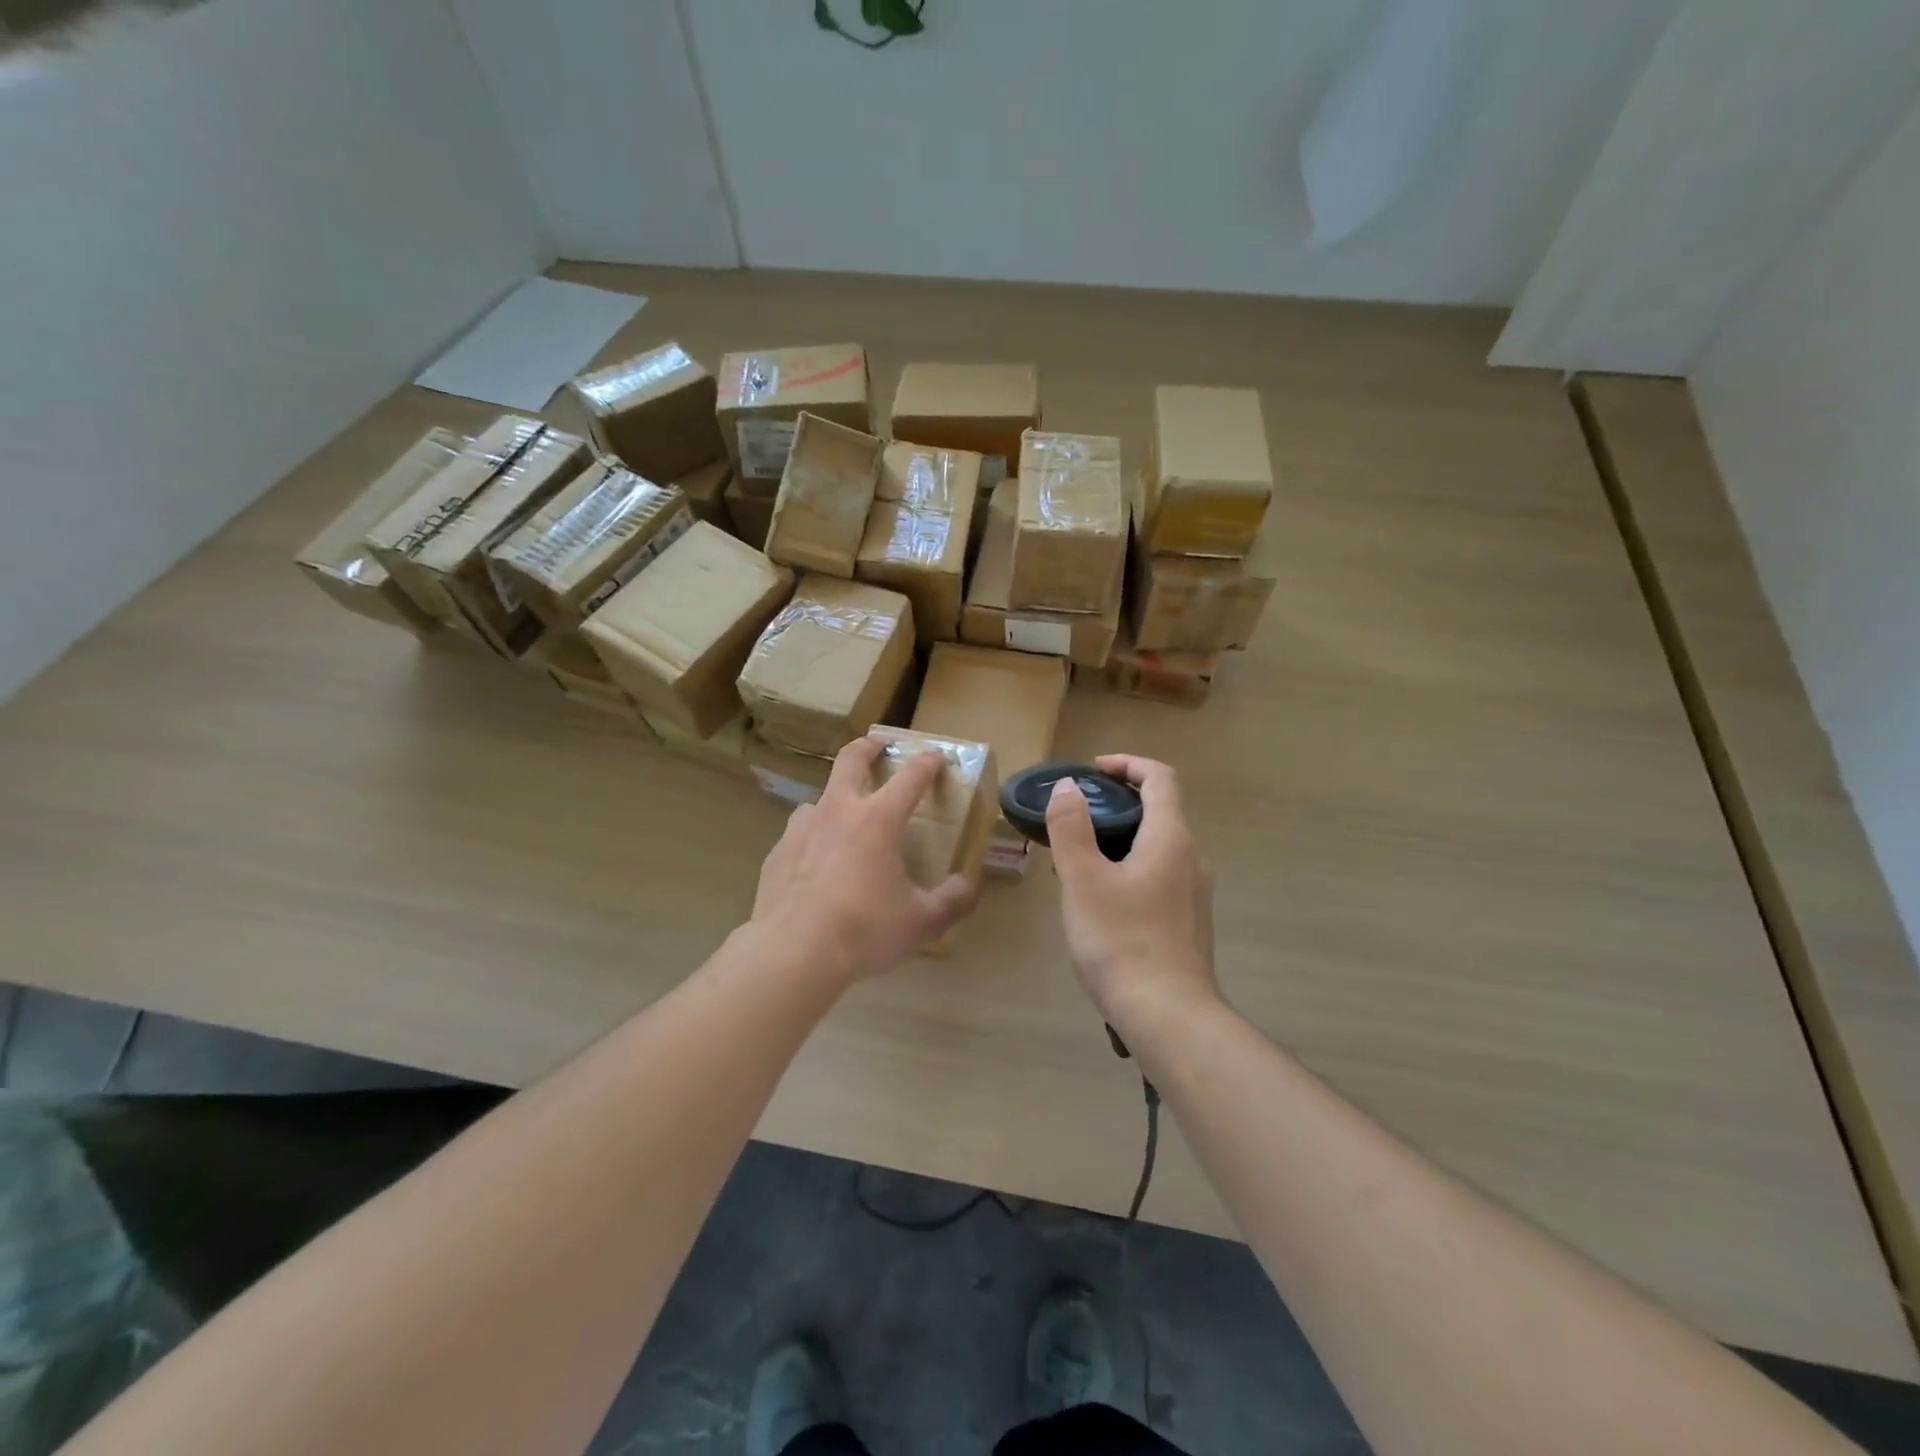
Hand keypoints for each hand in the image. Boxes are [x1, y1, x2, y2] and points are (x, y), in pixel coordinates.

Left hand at [749, 735, 976, 986]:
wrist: (793, 952)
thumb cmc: (864, 929)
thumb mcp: (921, 921)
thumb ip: (951, 901)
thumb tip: (966, 887)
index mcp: (878, 820)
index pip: (910, 778)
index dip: (926, 763)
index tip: (936, 756)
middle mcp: (838, 812)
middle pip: (851, 760)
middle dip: (868, 747)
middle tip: (879, 746)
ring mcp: (802, 829)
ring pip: (819, 798)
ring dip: (835, 800)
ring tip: (844, 821)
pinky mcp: (777, 853)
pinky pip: (799, 835)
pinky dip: (812, 839)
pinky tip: (815, 865)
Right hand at [1046, 754, 1218, 1037]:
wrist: (1168, 1017)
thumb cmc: (1121, 940)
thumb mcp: (1083, 879)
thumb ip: (1071, 827)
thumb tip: (1069, 787)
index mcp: (1170, 839)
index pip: (1160, 778)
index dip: (1128, 764)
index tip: (1093, 771)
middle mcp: (1191, 859)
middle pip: (1159, 813)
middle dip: (1116, 807)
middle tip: (1075, 823)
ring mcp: (1194, 895)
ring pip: (1157, 850)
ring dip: (1121, 843)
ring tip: (1079, 867)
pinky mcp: (1189, 924)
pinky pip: (1159, 880)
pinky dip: (1131, 872)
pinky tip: (1103, 906)